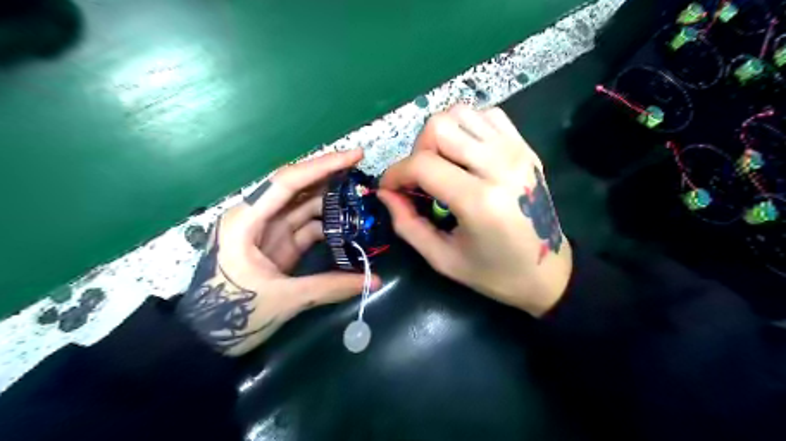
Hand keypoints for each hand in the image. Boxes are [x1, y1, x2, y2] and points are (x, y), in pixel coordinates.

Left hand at [176, 149, 378, 356]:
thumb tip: (373, 281)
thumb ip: (331, 287)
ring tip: (362, 199)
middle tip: (363, 173)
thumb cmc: (232, 315)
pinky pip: (307, 226)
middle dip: (331, 178)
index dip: (323, 166)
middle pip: (298, 188)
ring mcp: (269, 231)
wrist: (205, 340)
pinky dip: (328, 225)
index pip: (288, 181)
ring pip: (304, 206)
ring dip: (332, 202)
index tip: (355, 155)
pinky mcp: (278, 245)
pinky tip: (348, 226)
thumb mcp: (284, 299)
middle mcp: (257, 217)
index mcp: (246, 220)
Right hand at [380, 105, 571, 315]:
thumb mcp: (442, 259)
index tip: (389, 188)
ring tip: (442, 164)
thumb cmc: (494, 273)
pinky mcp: (525, 147)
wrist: (548, 271)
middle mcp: (500, 166)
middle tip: (420, 178)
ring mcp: (516, 151)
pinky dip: (467, 127)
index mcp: (480, 201)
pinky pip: (487, 115)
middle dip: (417, 150)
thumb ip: (407, 224)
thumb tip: (386, 192)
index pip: (423, 164)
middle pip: (440, 126)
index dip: (395, 173)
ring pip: (461, 112)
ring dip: (441, 135)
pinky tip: (465, 153)